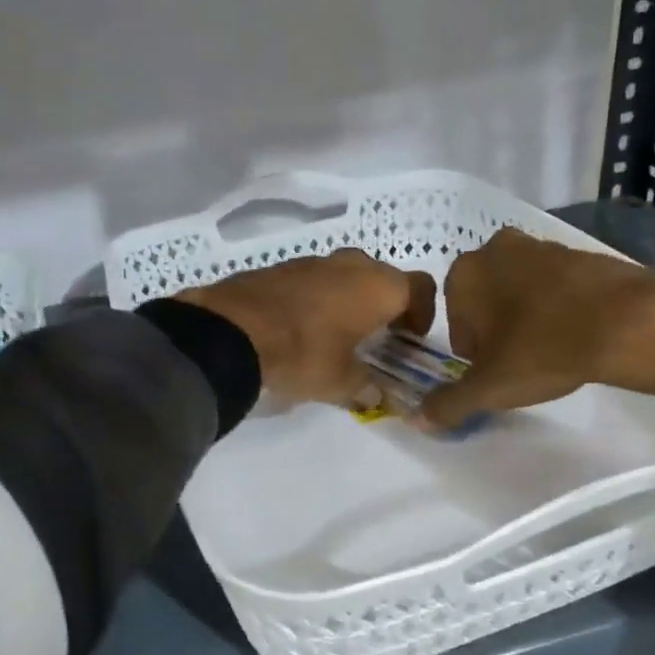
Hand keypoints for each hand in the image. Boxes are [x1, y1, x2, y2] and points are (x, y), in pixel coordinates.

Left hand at [179, 248, 435, 404]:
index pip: (421, 288)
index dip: (422, 313)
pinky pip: (314, 280)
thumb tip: (374, 394)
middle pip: (383, 278)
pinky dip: (318, 298)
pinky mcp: (281, 266)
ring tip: (336, 335)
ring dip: (349, 300)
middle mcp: (351, 264)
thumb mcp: (340, 382)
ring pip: (346, 276)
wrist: (231, 331)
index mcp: (378, 286)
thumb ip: (365, 386)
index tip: (409, 338)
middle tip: (375, 338)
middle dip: (384, 306)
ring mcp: (314, 260)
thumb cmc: (303, 354)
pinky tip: (301, 328)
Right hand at [419, 227, 654, 428]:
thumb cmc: (542, 349)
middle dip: (497, 332)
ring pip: (519, 292)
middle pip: (485, 303)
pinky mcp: (580, 251)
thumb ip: (449, 404)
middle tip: (522, 362)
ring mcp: (541, 245)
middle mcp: (496, 249)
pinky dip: (559, 308)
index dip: (473, 354)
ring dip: (527, 319)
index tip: (496, 371)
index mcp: (464, 273)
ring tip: (552, 350)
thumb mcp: (489, 388)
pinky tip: (577, 334)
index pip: (454, 323)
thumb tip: (419, 419)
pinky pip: (555, 286)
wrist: (628, 322)